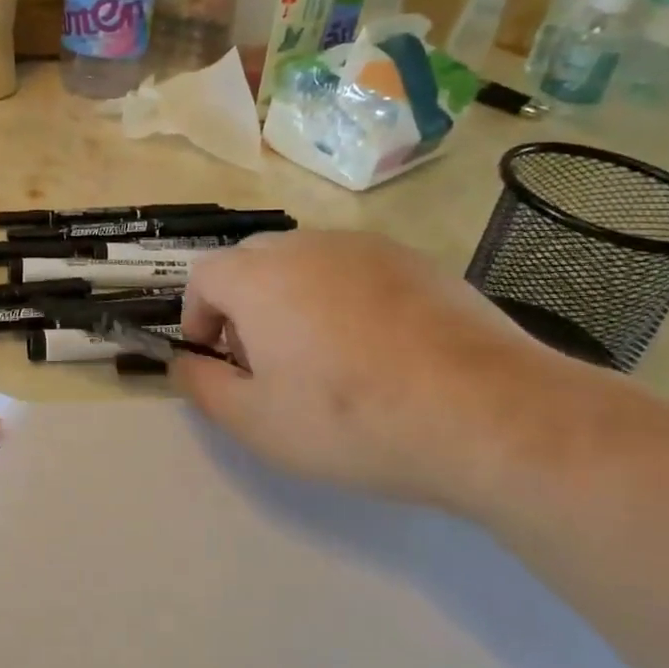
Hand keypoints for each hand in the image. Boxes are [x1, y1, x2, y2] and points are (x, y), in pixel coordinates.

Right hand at [172, 231, 589, 508]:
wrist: (485, 413)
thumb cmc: (351, 419)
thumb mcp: (256, 422)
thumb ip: (202, 386)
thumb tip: (183, 361)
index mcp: (258, 277)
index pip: (203, 276)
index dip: (198, 316)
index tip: (216, 358)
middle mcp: (306, 245)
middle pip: (252, 261)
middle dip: (243, 305)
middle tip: (266, 360)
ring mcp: (365, 247)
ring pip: (305, 262)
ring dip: (293, 297)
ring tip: (323, 355)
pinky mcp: (414, 260)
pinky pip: (355, 269)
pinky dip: (344, 297)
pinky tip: (377, 347)